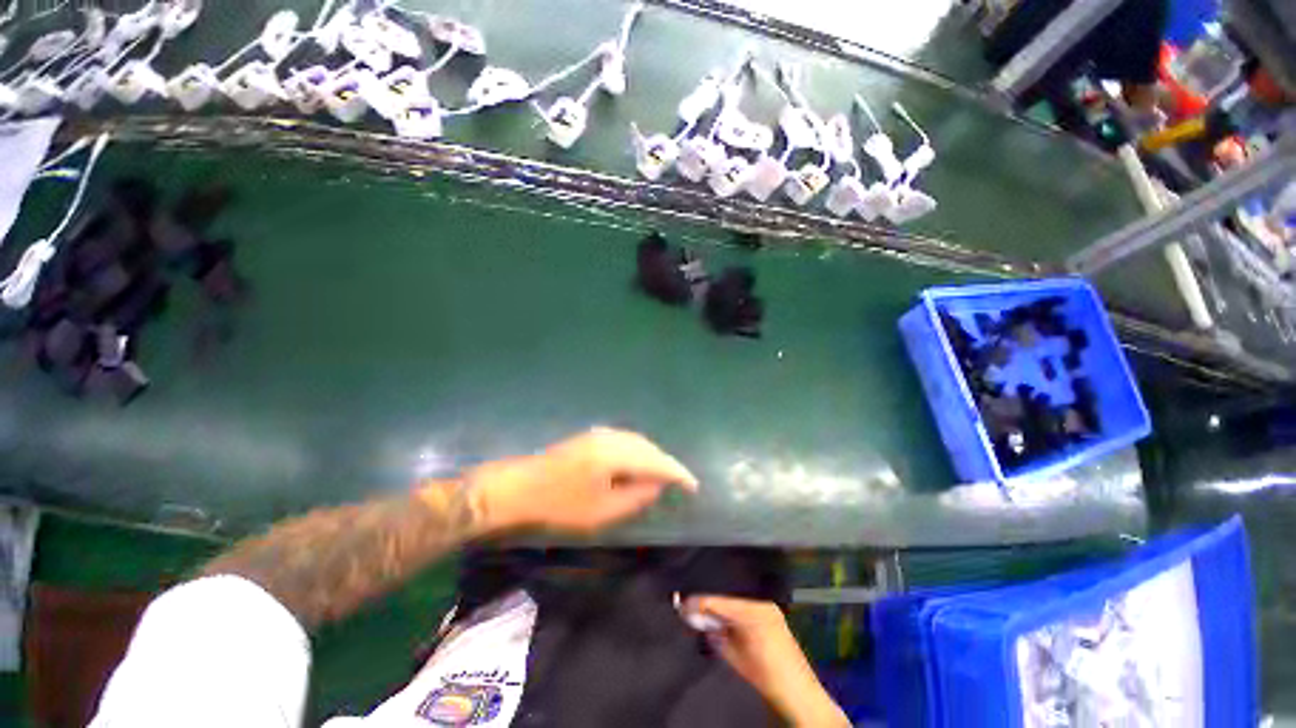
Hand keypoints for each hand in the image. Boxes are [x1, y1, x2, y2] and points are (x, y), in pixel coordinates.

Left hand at [471, 427, 698, 533]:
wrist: (518, 489)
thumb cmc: (560, 506)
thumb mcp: (602, 511)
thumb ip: (636, 496)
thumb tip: (658, 485)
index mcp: (616, 453)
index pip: (657, 460)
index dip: (677, 473)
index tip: (693, 486)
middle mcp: (612, 437)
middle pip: (648, 447)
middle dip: (666, 463)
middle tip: (679, 482)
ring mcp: (599, 434)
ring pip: (637, 442)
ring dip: (652, 456)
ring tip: (662, 474)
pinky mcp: (590, 437)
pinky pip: (624, 441)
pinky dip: (637, 452)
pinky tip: (637, 463)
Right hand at [682, 596, 849, 727]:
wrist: (799, 692)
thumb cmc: (766, 675)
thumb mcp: (734, 656)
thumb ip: (715, 634)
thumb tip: (697, 619)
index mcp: (752, 611)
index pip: (718, 600)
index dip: (697, 602)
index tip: (681, 603)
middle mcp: (760, 601)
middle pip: (727, 595)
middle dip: (708, 600)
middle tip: (689, 606)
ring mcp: (768, 604)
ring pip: (736, 598)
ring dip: (720, 604)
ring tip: (703, 611)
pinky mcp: (772, 611)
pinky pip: (746, 603)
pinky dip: (732, 609)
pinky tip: (723, 616)